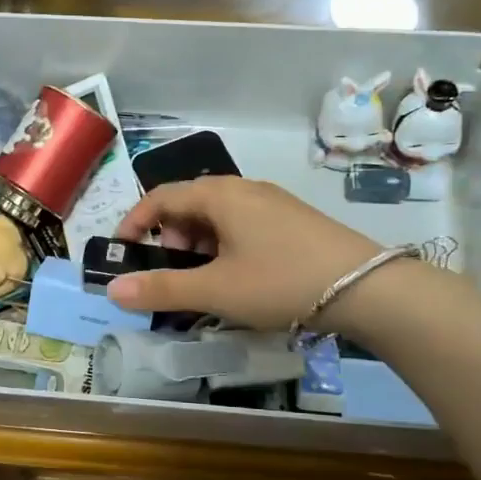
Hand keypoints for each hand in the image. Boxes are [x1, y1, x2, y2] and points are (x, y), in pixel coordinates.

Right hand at [105, 177, 385, 331]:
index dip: (135, 222)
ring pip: (218, 217)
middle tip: (173, 275)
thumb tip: (113, 290)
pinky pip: (244, 226)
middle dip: (171, 238)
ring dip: (199, 246)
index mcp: (220, 195)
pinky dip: (226, 248)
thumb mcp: (215, 290)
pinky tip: (241, 280)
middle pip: (189, 204)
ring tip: (207, 283)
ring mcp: (273, 203)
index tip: (122, 252)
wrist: (367, 287)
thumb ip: (162, 289)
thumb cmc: (281, 282)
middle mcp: (244, 189)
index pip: (161, 197)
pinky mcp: (293, 220)